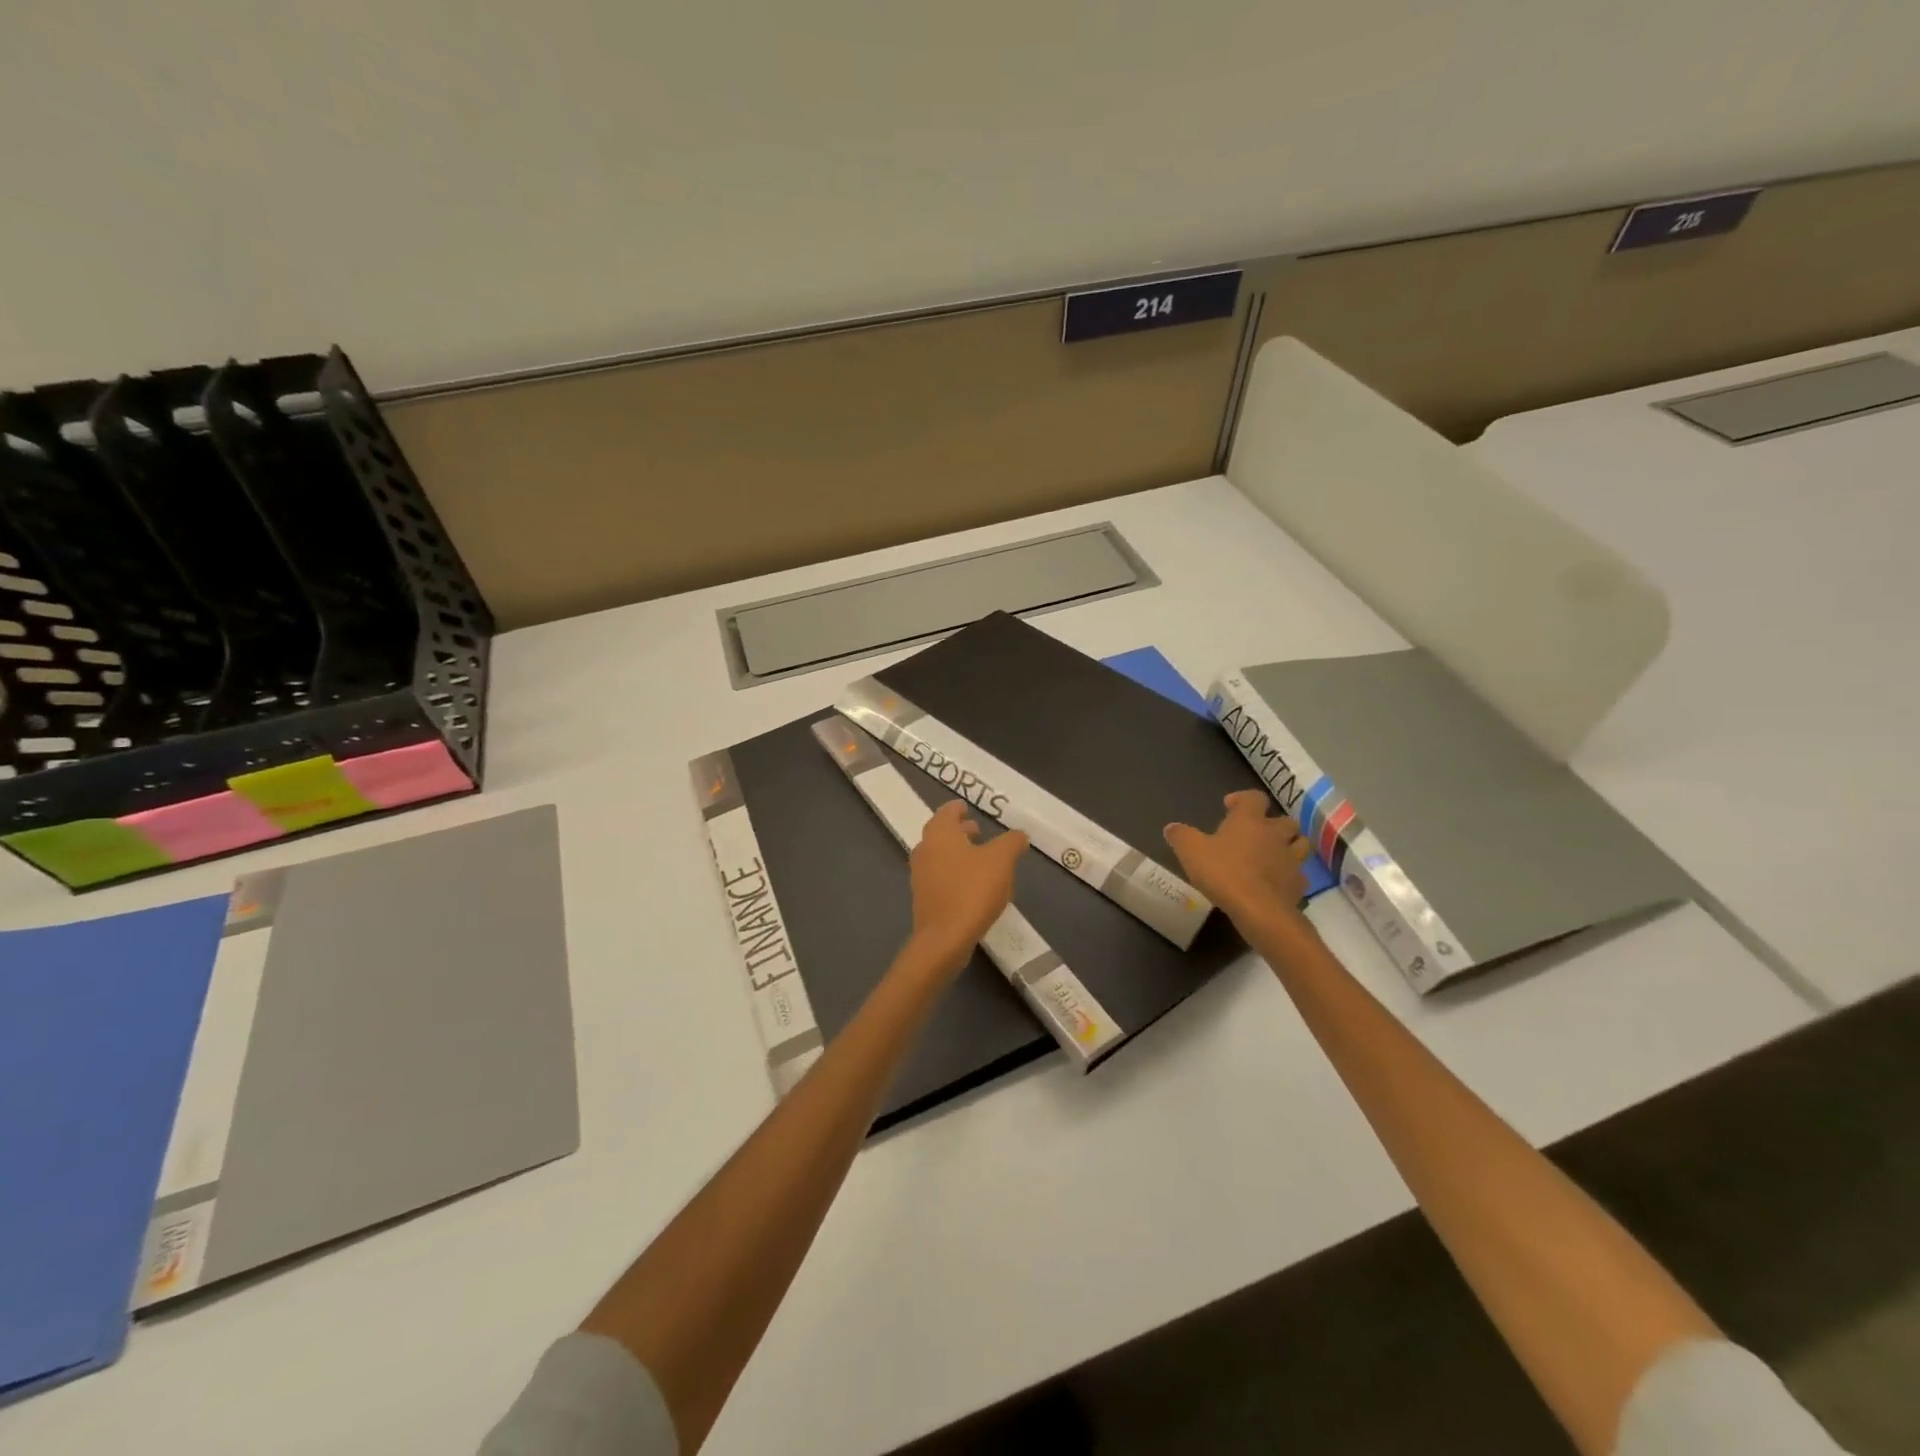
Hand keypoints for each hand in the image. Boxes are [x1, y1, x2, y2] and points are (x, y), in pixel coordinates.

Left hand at [908, 801, 1028, 975]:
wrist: (945, 938)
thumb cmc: (972, 890)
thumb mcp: (1001, 860)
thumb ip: (1011, 842)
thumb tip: (1019, 835)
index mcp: (939, 834)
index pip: (946, 812)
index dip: (957, 808)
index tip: (967, 808)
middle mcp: (924, 850)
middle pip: (940, 833)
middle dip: (959, 831)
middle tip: (977, 831)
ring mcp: (920, 876)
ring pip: (939, 856)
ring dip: (957, 852)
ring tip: (979, 858)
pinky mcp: (924, 899)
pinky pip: (940, 877)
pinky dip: (954, 873)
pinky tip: (972, 884)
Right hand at [1164, 790, 1313, 925]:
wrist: (1260, 910)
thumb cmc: (1224, 873)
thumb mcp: (1191, 852)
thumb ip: (1181, 836)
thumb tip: (1171, 827)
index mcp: (1249, 821)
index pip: (1254, 797)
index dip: (1243, 799)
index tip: (1230, 807)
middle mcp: (1275, 834)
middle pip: (1284, 820)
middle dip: (1272, 824)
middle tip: (1255, 834)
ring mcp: (1291, 859)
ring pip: (1299, 844)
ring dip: (1288, 846)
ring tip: (1272, 855)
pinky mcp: (1298, 884)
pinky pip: (1298, 874)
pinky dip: (1289, 875)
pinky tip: (1276, 882)